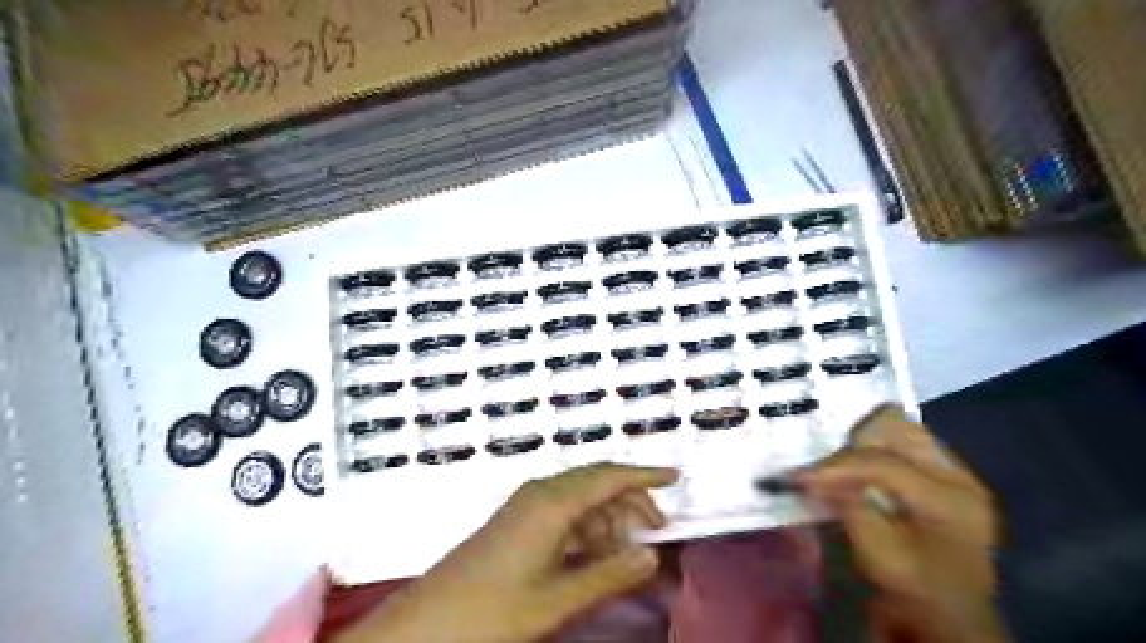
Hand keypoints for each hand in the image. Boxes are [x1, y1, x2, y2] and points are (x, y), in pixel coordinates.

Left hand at [339, 462, 678, 642]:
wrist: (427, 624)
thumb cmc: (493, 611)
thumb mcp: (558, 599)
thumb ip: (609, 574)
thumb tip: (651, 554)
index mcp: (552, 503)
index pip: (608, 476)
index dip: (644, 475)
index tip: (673, 477)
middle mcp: (540, 493)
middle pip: (596, 482)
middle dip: (630, 498)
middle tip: (656, 526)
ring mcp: (525, 504)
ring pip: (580, 497)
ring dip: (608, 516)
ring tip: (625, 550)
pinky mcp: (517, 520)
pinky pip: (563, 511)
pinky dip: (586, 526)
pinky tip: (594, 552)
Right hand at [795, 406, 1004, 642]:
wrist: (950, 622)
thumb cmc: (917, 592)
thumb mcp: (878, 553)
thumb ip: (847, 506)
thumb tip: (809, 476)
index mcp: (950, 498)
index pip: (883, 463)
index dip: (835, 466)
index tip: (797, 476)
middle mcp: (958, 476)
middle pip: (898, 429)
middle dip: (853, 441)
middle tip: (823, 464)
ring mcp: (954, 475)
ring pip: (899, 432)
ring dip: (863, 444)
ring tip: (834, 465)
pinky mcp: (942, 479)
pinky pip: (902, 447)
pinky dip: (872, 452)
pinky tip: (853, 470)